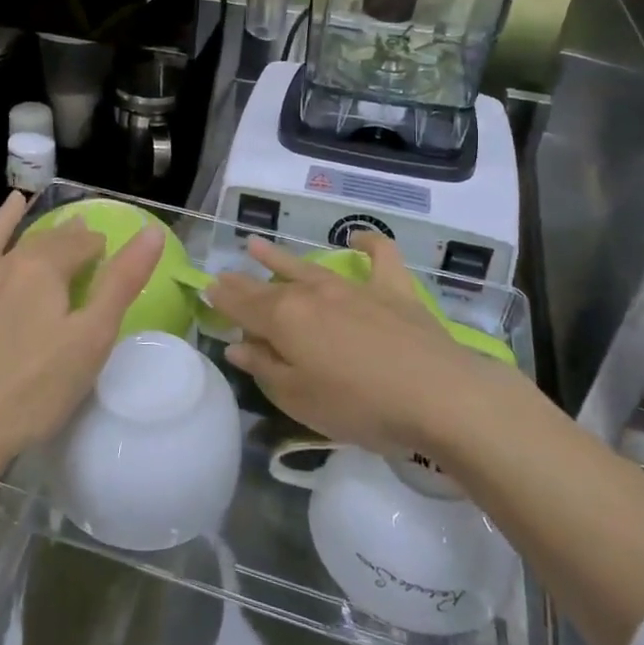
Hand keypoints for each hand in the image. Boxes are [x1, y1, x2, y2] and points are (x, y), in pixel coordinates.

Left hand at [0, 193, 164, 473]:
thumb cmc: (36, 391)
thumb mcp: (92, 339)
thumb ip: (122, 282)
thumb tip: (151, 231)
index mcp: (42, 271)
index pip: (77, 245)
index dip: (96, 245)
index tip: (107, 250)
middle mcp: (1, 267)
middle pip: (38, 242)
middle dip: (63, 234)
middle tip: (79, 230)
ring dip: (3, 219)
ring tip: (16, 200)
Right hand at [207, 233, 479, 456]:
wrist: (437, 394)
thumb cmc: (358, 405)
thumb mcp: (298, 398)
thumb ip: (265, 368)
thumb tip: (237, 344)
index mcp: (284, 319)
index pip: (242, 304)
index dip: (222, 299)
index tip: (206, 290)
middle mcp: (312, 294)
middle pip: (269, 284)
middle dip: (242, 280)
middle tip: (223, 274)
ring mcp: (353, 288)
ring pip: (308, 266)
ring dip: (280, 257)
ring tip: (257, 245)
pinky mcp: (393, 290)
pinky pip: (379, 256)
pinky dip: (368, 244)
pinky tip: (357, 239)